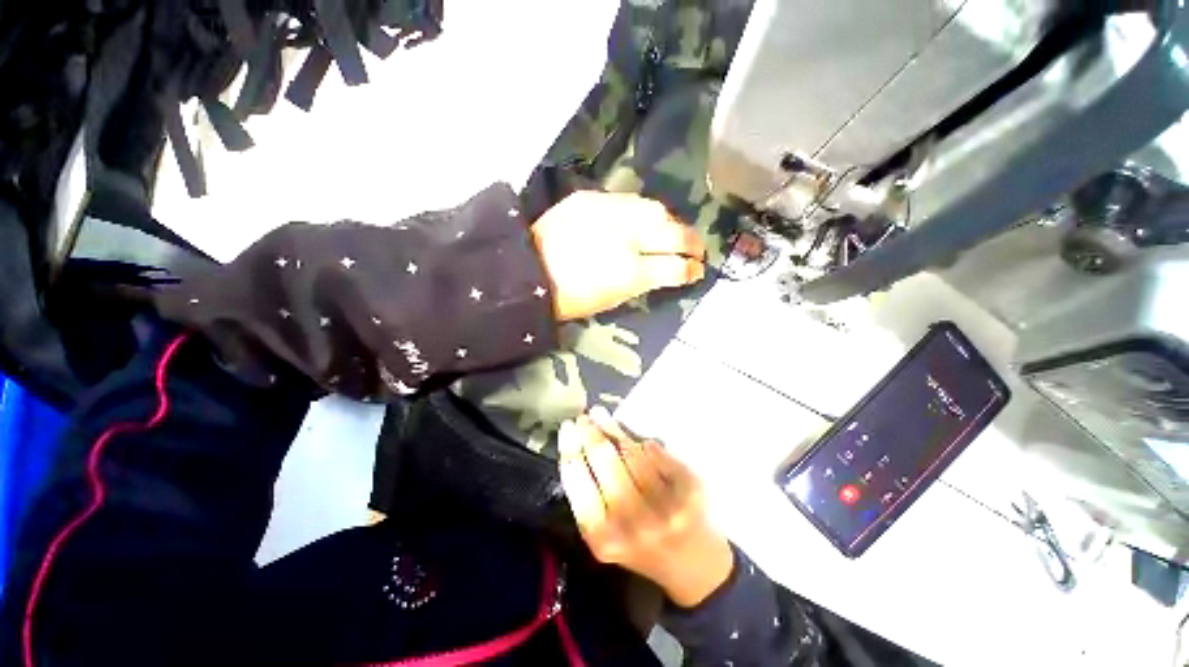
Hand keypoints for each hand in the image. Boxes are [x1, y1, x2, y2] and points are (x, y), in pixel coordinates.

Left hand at [531, 191, 705, 320]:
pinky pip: (628, 201)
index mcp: (630, 273)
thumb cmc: (568, 298)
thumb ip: (641, 284)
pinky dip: (642, 211)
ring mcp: (609, 213)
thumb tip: (662, 273)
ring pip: (654, 209)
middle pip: (673, 233)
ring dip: (669, 222)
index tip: (697, 271)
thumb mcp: (610, 300)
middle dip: (692, 241)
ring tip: (672, 230)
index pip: (674, 267)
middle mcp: (626, 238)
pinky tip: (642, 219)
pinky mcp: (592, 199)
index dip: (690, 270)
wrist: (526, 270)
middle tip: (697, 248)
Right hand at [559, 407, 732, 606]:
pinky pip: (658, 454)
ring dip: (613, 428)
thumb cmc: (639, 547)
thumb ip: (589, 498)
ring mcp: (664, 505)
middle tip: (583, 417)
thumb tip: (578, 444)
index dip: (570, 448)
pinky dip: (646, 445)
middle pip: (604, 460)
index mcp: (603, 537)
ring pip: (631, 452)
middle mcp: (633, 522)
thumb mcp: (605, 535)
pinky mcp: (689, 491)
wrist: (693, 567)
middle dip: (590, 432)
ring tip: (601, 415)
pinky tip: (640, 441)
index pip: (578, 482)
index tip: (567, 427)